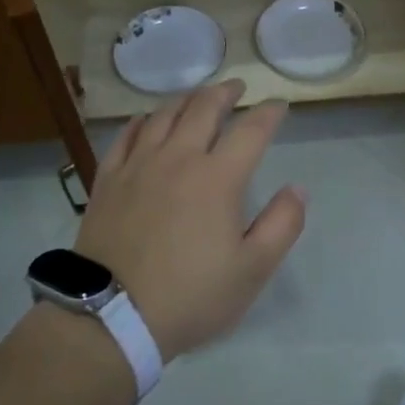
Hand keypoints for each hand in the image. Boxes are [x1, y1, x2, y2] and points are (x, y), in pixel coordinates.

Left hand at [76, 80, 306, 360]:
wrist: (112, 316)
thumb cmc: (191, 295)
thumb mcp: (252, 270)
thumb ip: (282, 225)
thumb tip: (297, 189)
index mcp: (218, 178)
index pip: (250, 130)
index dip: (269, 113)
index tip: (280, 105)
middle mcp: (178, 158)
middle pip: (204, 108)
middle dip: (225, 92)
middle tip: (237, 88)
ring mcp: (138, 165)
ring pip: (163, 115)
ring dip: (186, 99)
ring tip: (197, 97)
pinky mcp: (108, 179)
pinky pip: (125, 135)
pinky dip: (142, 121)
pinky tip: (146, 121)